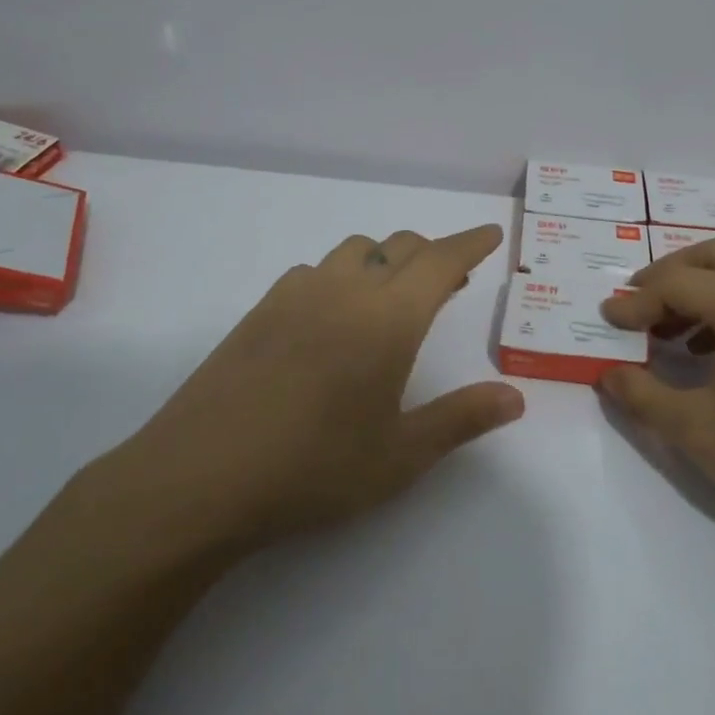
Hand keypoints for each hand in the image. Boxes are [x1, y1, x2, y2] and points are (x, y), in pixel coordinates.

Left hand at [90, 224, 523, 562]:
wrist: (198, 479)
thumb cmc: (314, 468)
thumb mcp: (401, 455)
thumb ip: (462, 418)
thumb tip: (515, 397)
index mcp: (388, 318)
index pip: (440, 259)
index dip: (470, 242)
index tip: (489, 235)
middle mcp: (345, 291)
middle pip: (399, 246)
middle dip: (432, 253)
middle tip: (450, 282)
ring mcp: (295, 296)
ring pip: (353, 251)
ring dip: (384, 261)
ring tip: (390, 300)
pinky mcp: (258, 311)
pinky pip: (313, 272)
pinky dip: (339, 277)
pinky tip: (331, 319)